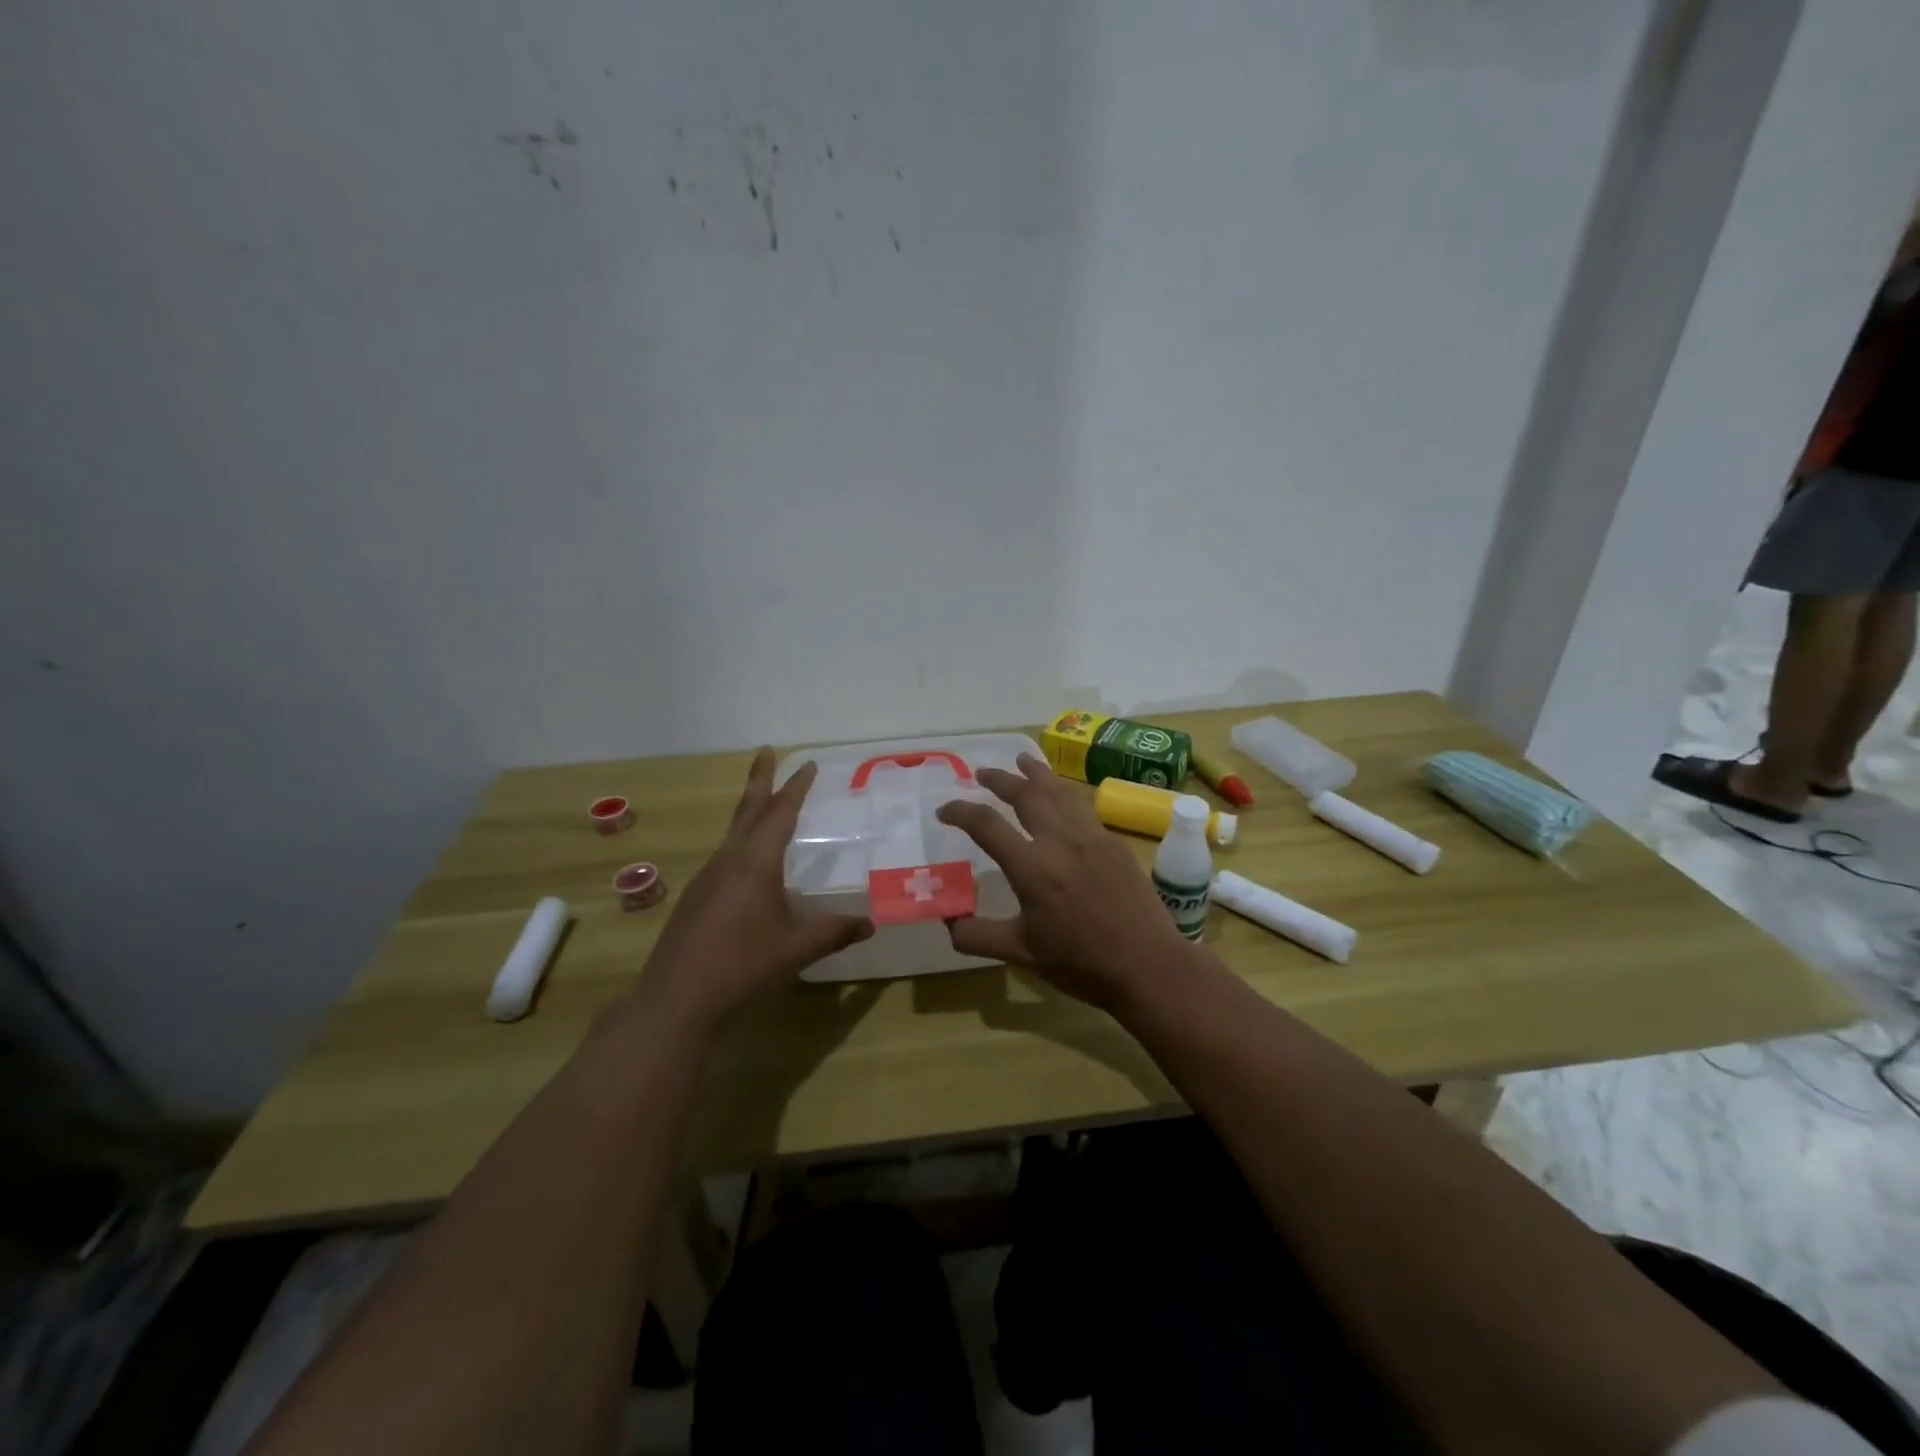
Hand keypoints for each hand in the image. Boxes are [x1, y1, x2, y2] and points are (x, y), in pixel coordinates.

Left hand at [631, 749, 873, 1034]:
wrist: (676, 999)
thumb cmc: (743, 966)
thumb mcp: (797, 949)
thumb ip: (835, 932)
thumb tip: (871, 924)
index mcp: (756, 862)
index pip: (780, 813)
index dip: (796, 787)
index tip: (807, 764)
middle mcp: (729, 860)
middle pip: (748, 809)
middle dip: (760, 779)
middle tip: (765, 751)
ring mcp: (707, 878)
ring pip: (733, 832)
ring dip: (749, 811)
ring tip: (763, 803)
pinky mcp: (695, 898)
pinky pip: (724, 856)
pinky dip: (741, 842)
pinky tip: (748, 864)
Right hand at [935, 753, 1198, 1009]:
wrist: (1147, 965)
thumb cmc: (1081, 963)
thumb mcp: (1020, 954)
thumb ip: (977, 936)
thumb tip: (948, 920)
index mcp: (1032, 868)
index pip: (986, 825)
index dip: (960, 812)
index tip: (944, 811)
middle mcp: (1060, 841)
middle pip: (1025, 794)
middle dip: (999, 779)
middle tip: (982, 773)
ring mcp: (1091, 837)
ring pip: (1059, 791)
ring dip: (1036, 773)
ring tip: (1023, 760)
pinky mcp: (1113, 842)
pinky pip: (1083, 805)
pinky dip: (1064, 791)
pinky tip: (1062, 795)